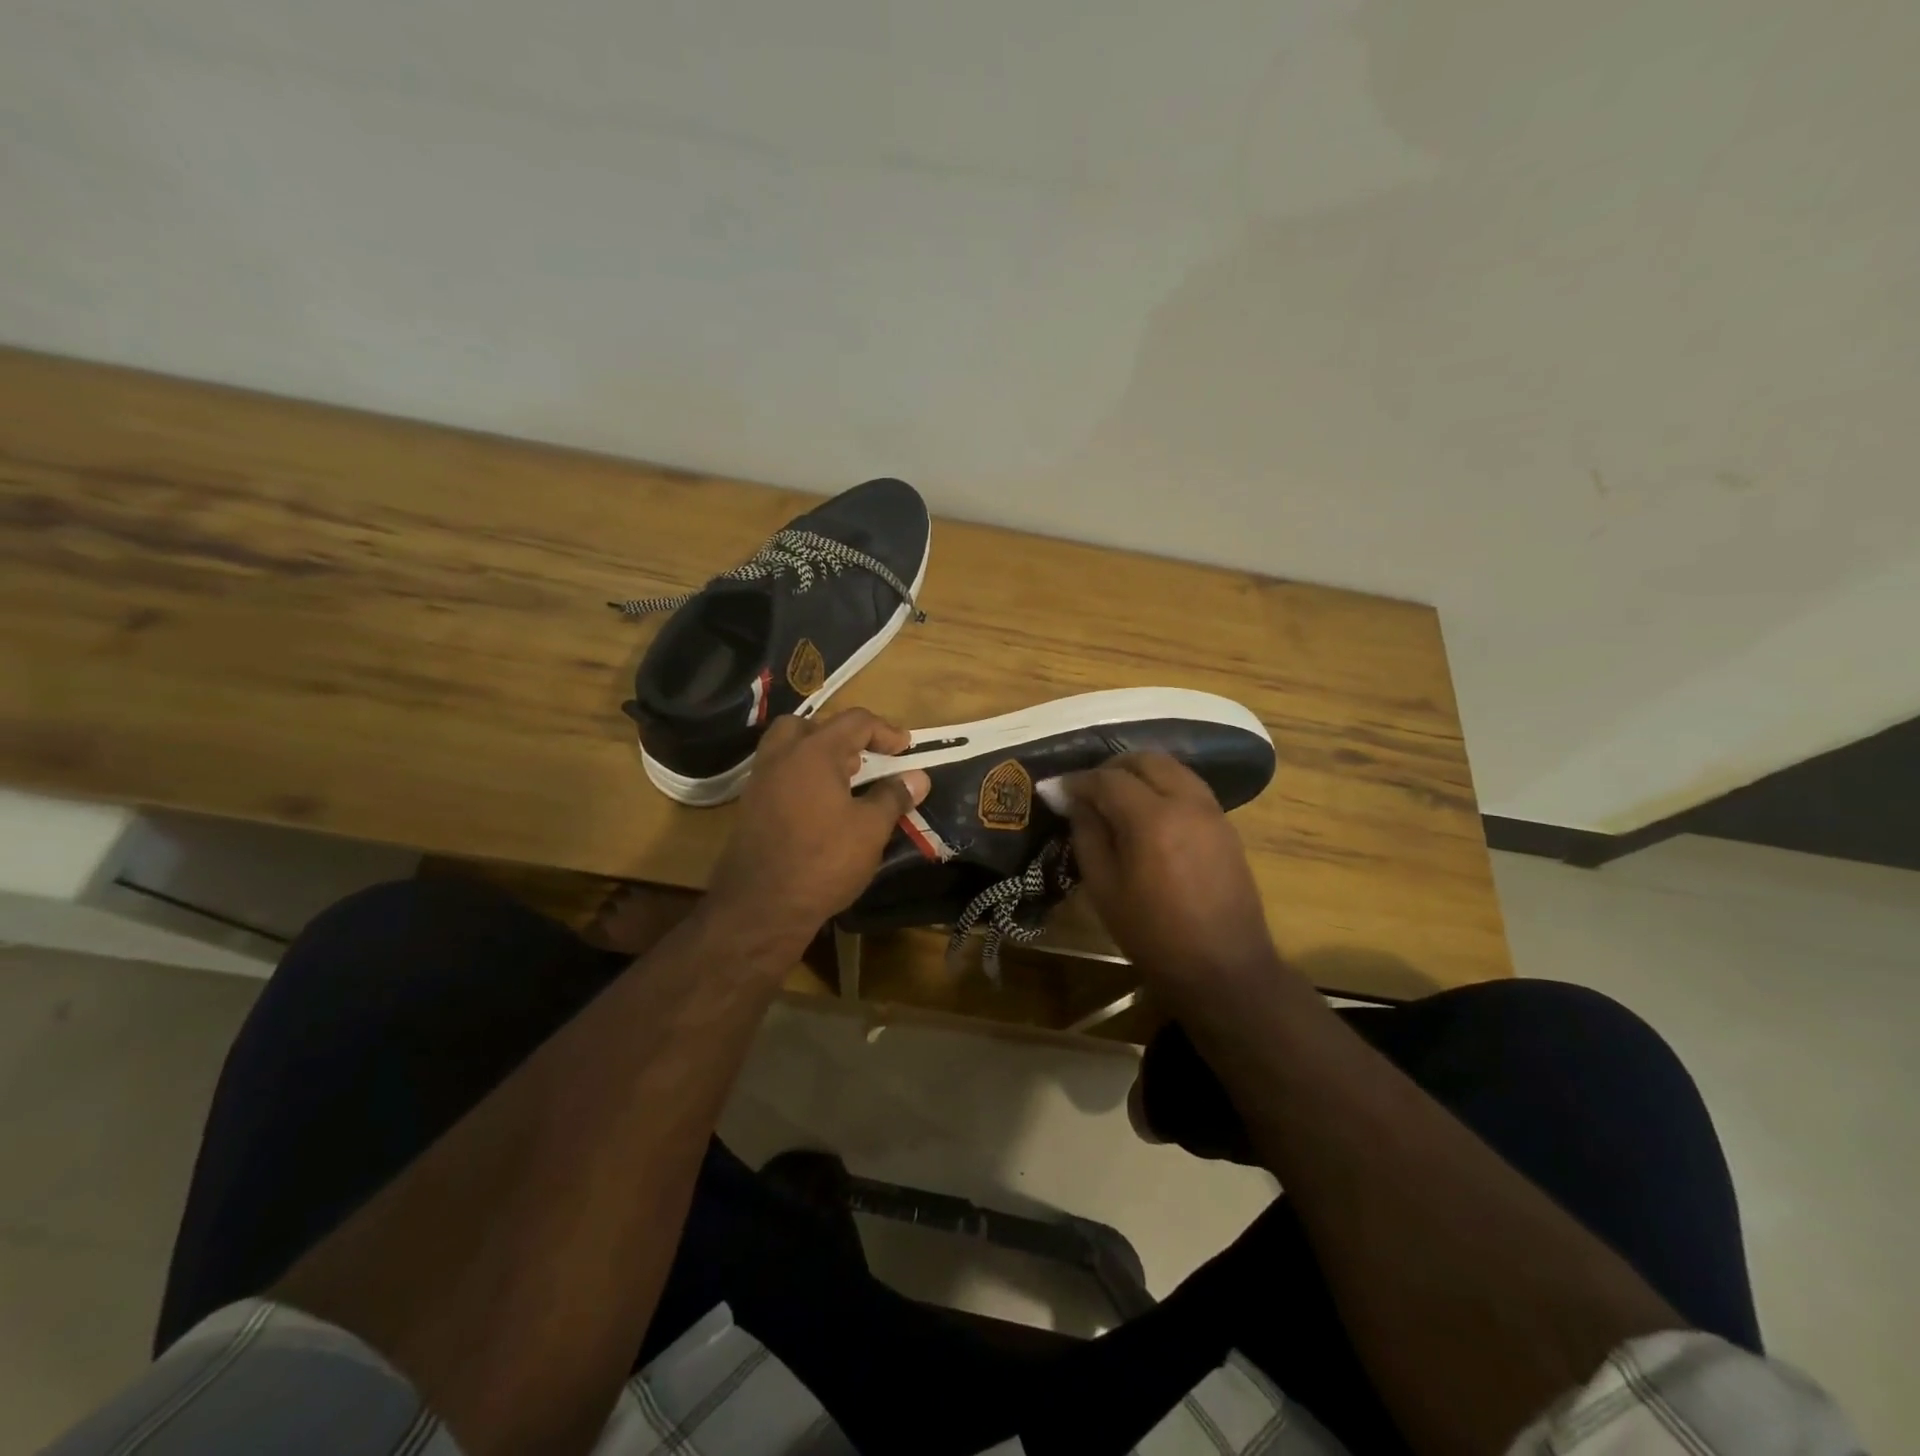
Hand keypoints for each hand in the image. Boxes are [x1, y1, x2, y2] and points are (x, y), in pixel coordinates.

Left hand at [707, 709, 929, 946]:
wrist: (761, 907)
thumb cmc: (823, 860)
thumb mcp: (870, 829)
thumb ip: (894, 796)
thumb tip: (918, 777)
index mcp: (813, 752)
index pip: (854, 721)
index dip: (885, 731)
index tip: (906, 750)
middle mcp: (781, 757)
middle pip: (811, 726)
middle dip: (842, 736)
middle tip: (864, 760)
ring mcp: (760, 781)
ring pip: (788, 749)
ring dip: (818, 755)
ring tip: (845, 782)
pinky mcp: (750, 807)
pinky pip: (779, 775)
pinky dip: (802, 777)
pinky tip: (820, 807)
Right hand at [1064, 753, 1283, 1008]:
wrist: (1224, 969)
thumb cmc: (1154, 935)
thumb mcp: (1104, 888)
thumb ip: (1087, 835)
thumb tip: (1074, 802)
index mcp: (1152, 819)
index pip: (1108, 779)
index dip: (1078, 781)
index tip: (1056, 790)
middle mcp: (1186, 802)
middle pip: (1146, 760)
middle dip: (1112, 768)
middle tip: (1088, 790)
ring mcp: (1212, 811)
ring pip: (1172, 768)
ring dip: (1141, 773)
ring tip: (1117, 798)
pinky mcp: (1226, 825)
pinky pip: (1189, 787)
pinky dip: (1164, 786)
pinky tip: (1148, 813)